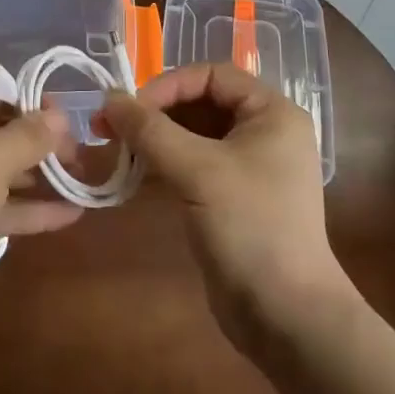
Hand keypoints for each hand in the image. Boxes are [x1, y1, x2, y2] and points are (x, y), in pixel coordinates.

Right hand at [99, 64, 350, 356]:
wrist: (286, 318)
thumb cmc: (250, 228)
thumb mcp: (197, 170)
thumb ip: (149, 129)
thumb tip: (108, 97)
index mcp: (271, 113)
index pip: (212, 75)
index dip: (168, 85)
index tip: (131, 109)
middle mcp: (264, 132)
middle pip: (200, 102)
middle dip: (155, 112)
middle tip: (110, 127)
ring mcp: (249, 166)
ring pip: (192, 134)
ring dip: (154, 137)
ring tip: (115, 148)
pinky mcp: (233, 196)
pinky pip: (193, 163)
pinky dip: (163, 163)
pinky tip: (133, 172)